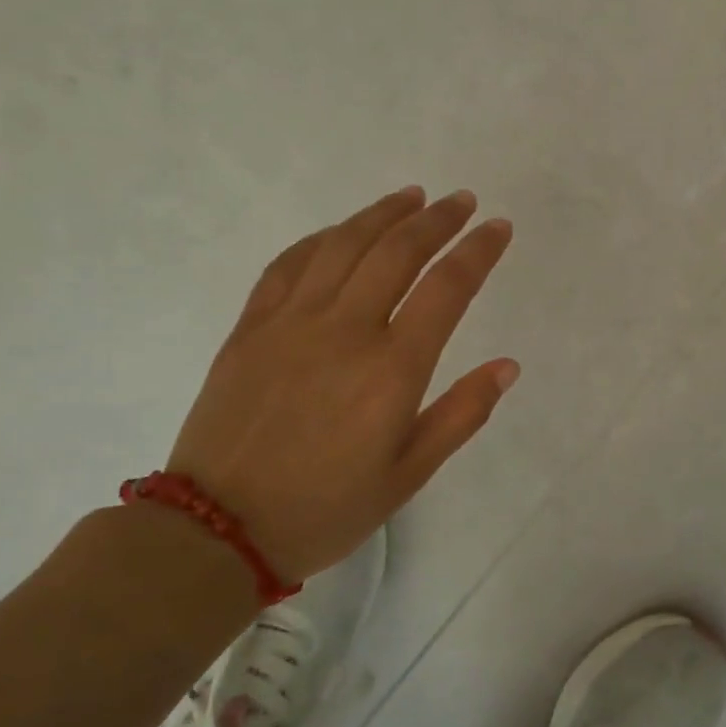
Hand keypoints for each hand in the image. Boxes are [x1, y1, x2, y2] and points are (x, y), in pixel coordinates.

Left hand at [166, 186, 517, 584]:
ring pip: (343, 245)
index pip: (447, 288)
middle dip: (437, 219)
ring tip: (411, 197)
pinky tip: (341, 232)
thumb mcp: (410, 473)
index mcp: (392, 369)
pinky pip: (288, 265)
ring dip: (382, 214)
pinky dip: (322, 238)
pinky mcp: (250, 328)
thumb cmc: (327, 508)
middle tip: (462, 201)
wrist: (218, 529)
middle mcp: (345, 330)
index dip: (478, 251)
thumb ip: (462, 414)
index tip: (499, 228)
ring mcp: (291, 323)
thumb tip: (508, 366)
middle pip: (397, 251)